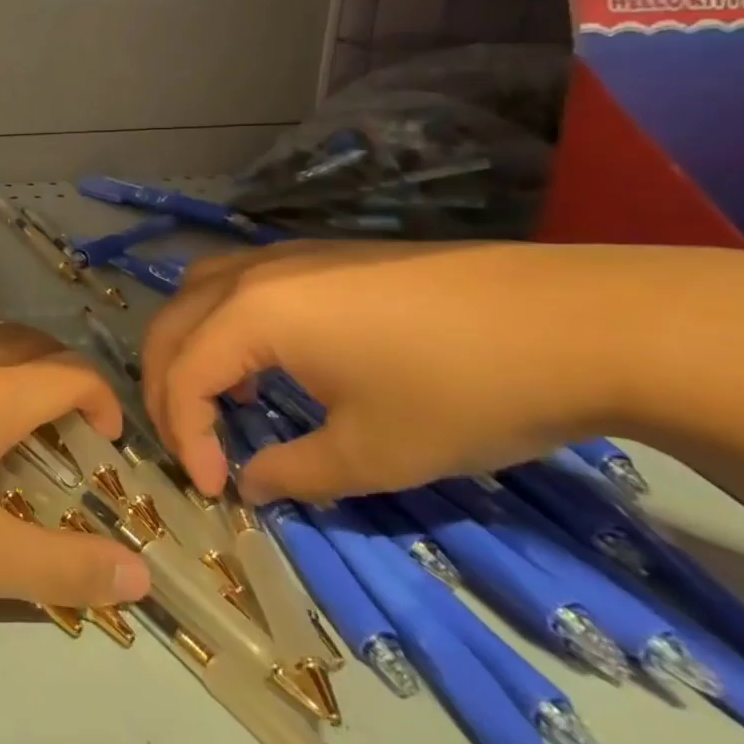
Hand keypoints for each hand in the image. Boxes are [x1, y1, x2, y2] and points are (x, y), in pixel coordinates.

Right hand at [140, 241, 743, 505]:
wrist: (578, 322)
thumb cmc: (463, 392)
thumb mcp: (375, 454)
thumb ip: (295, 472)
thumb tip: (250, 484)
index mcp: (252, 315)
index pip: (183, 375)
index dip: (184, 436)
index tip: (214, 489)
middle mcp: (251, 274)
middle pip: (170, 327)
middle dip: (165, 390)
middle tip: (192, 448)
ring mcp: (285, 256)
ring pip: (195, 294)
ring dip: (187, 347)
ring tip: (216, 397)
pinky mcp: (320, 255)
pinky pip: (235, 284)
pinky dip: (221, 324)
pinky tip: (265, 360)